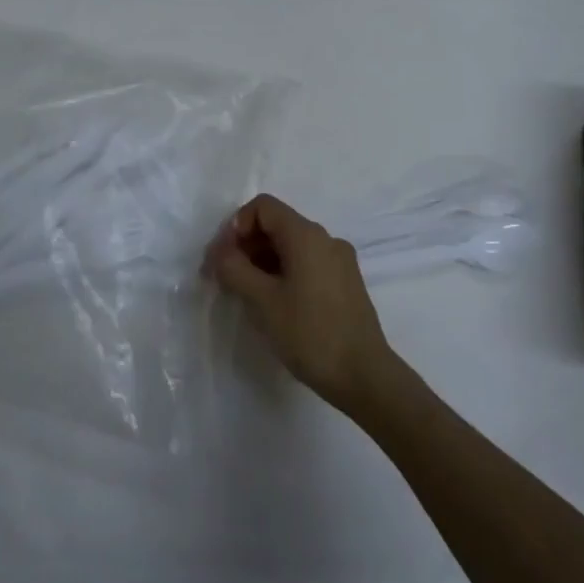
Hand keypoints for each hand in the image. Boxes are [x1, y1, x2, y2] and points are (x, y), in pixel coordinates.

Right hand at [203, 194, 396, 415]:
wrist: (364, 375)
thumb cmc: (309, 333)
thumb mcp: (262, 300)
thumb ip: (234, 268)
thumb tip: (219, 252)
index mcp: (306, 234)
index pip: (263, 207)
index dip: (236, 226)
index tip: (223, 259)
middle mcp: (326, 238)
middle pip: (277, 225)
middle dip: (246, 246)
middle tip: (225, 279)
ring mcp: (340, 261)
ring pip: (291, 246)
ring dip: (263, 262)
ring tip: (247, 295)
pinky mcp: (346, 283)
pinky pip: (307, 264)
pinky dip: (284, 273)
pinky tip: (275, 304)